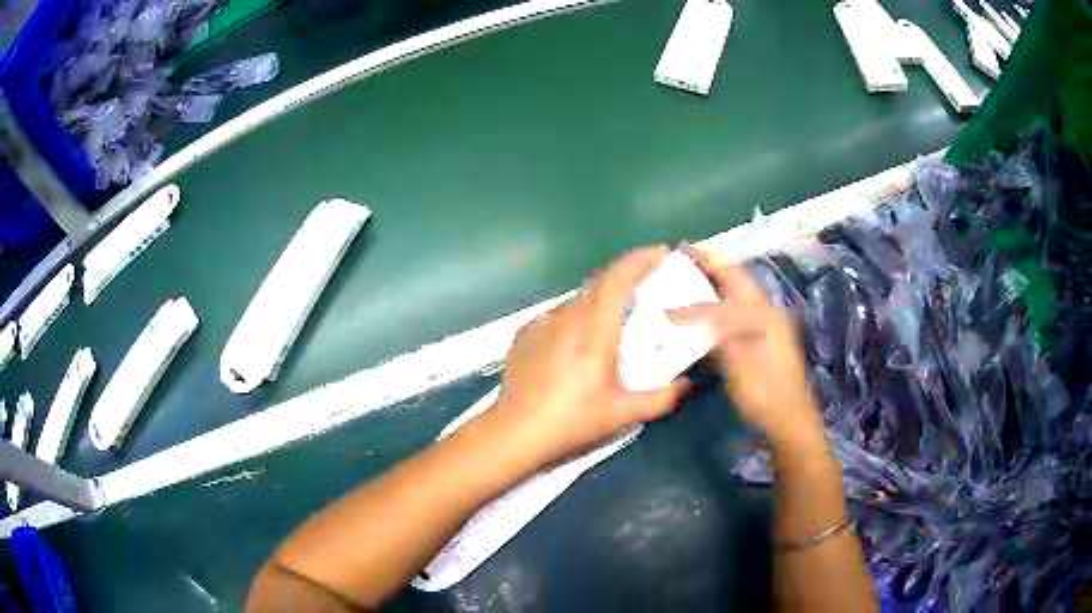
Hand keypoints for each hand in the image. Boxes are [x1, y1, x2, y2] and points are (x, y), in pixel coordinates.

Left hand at [487, 246, 690, 468]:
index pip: (618, 278)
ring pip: (578, 299)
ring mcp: (542, 323)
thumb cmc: (572, 420)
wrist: (515, 431)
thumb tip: (687, 385)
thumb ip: (662, 398)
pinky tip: (577, 342)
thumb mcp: (623, 413)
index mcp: (594, 329)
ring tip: (614, 320)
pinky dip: (576, 317)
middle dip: (626, 275)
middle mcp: (567, 316)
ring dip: (600, 299)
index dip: (640, 259)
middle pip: (600, 282)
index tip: (660, 252)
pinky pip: (558, 316)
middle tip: (647, 285)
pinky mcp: (525, 334)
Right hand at [672, 248, 822, 447]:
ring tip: (688, 279)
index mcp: (763, 313)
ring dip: (715, 285)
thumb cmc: (764, 391)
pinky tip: (703, 313)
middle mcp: (767, 312)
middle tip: (684, 257)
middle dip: (712, 266)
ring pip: (737, 296)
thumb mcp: (738, 360)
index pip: (728, 283)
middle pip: (737, 280)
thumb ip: (715, 330)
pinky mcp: (763, 341)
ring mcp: (767, 327)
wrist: (788, 418)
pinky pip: (737, 314)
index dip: (703, 268)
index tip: (679, 253)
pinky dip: (719, 306)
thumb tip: (687, 310)